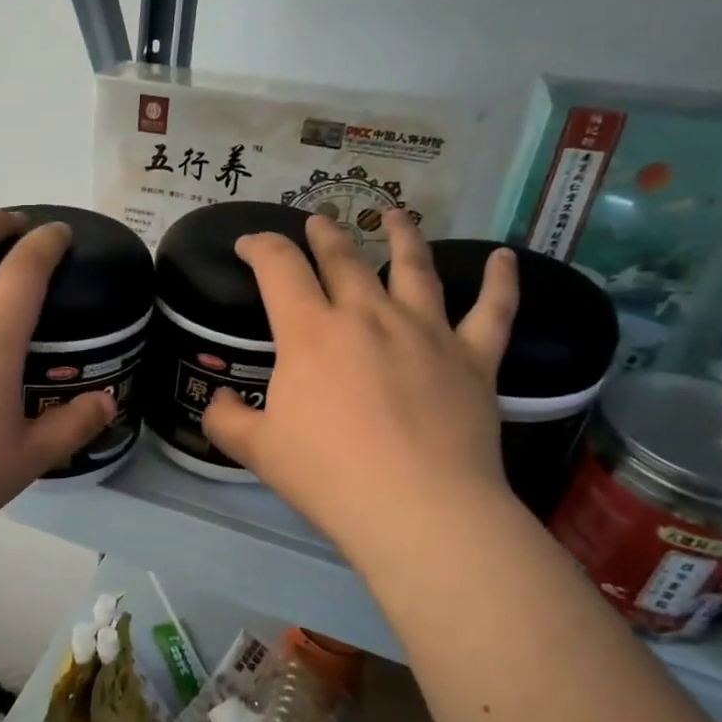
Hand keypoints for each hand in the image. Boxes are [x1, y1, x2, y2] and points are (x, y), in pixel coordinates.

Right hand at [203, 214, 520, 571]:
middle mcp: (368, 315)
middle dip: (325, 233)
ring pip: (414, 267)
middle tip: (319, 220)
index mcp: (311, 332)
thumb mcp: (256, 450)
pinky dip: (501, 280)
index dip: (261, 247)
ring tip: (397, 214)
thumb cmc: (327, 475)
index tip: (250, 244)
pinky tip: (503, 257)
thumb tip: (218, 401)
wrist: (417, 507)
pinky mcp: (473, 358)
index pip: (279, 268)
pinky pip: (493, 310)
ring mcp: (426, 331)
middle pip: (344, 258)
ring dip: (403, 235)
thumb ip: (226, 419)